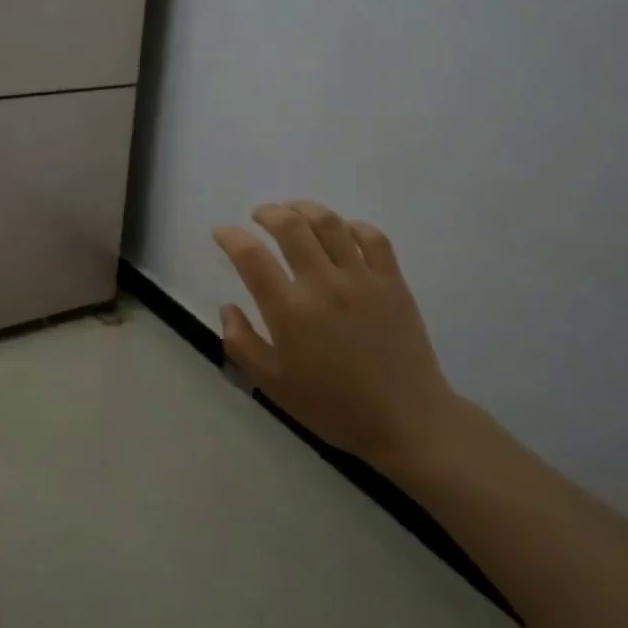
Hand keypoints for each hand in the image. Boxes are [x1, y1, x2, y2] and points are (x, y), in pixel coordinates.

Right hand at [214, 202, 456, 470]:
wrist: (405, 419)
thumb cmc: (333, 405)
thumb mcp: (273, 384)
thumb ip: (242, 343)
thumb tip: (228, 307)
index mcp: (289, 311)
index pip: (251, 257)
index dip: (230, 237)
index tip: (222, 232)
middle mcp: (323, 285)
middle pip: (290, 226)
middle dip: (268, 213)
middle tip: (258, 215)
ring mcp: (361, 279)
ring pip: (329, 223)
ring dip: (305, 208)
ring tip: (293, 211)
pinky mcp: (392, 281)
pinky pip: (372, 237)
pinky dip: (351, 225)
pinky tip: (341, 231)